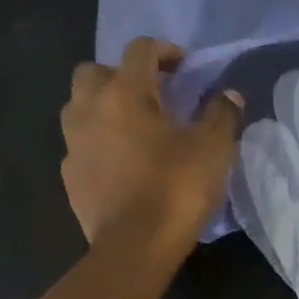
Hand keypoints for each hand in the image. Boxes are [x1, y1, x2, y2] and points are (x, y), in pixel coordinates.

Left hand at [61, 38, 243, 248]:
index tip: (184, 66)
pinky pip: (80, 143)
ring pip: (79, 106)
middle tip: (151, 94)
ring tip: (132, 126)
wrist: (134, 247)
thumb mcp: (213, 149)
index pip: (140, 50)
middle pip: (95, 71)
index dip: (164, 50)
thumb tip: (229, 95)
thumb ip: (222, 115)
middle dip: (121, 74)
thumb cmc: (176, 190)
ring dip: (103, 105)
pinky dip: (97, 141)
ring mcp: (73, 143)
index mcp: (124, 94)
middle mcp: (90, 109)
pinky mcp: (69, 175)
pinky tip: (120, 161)